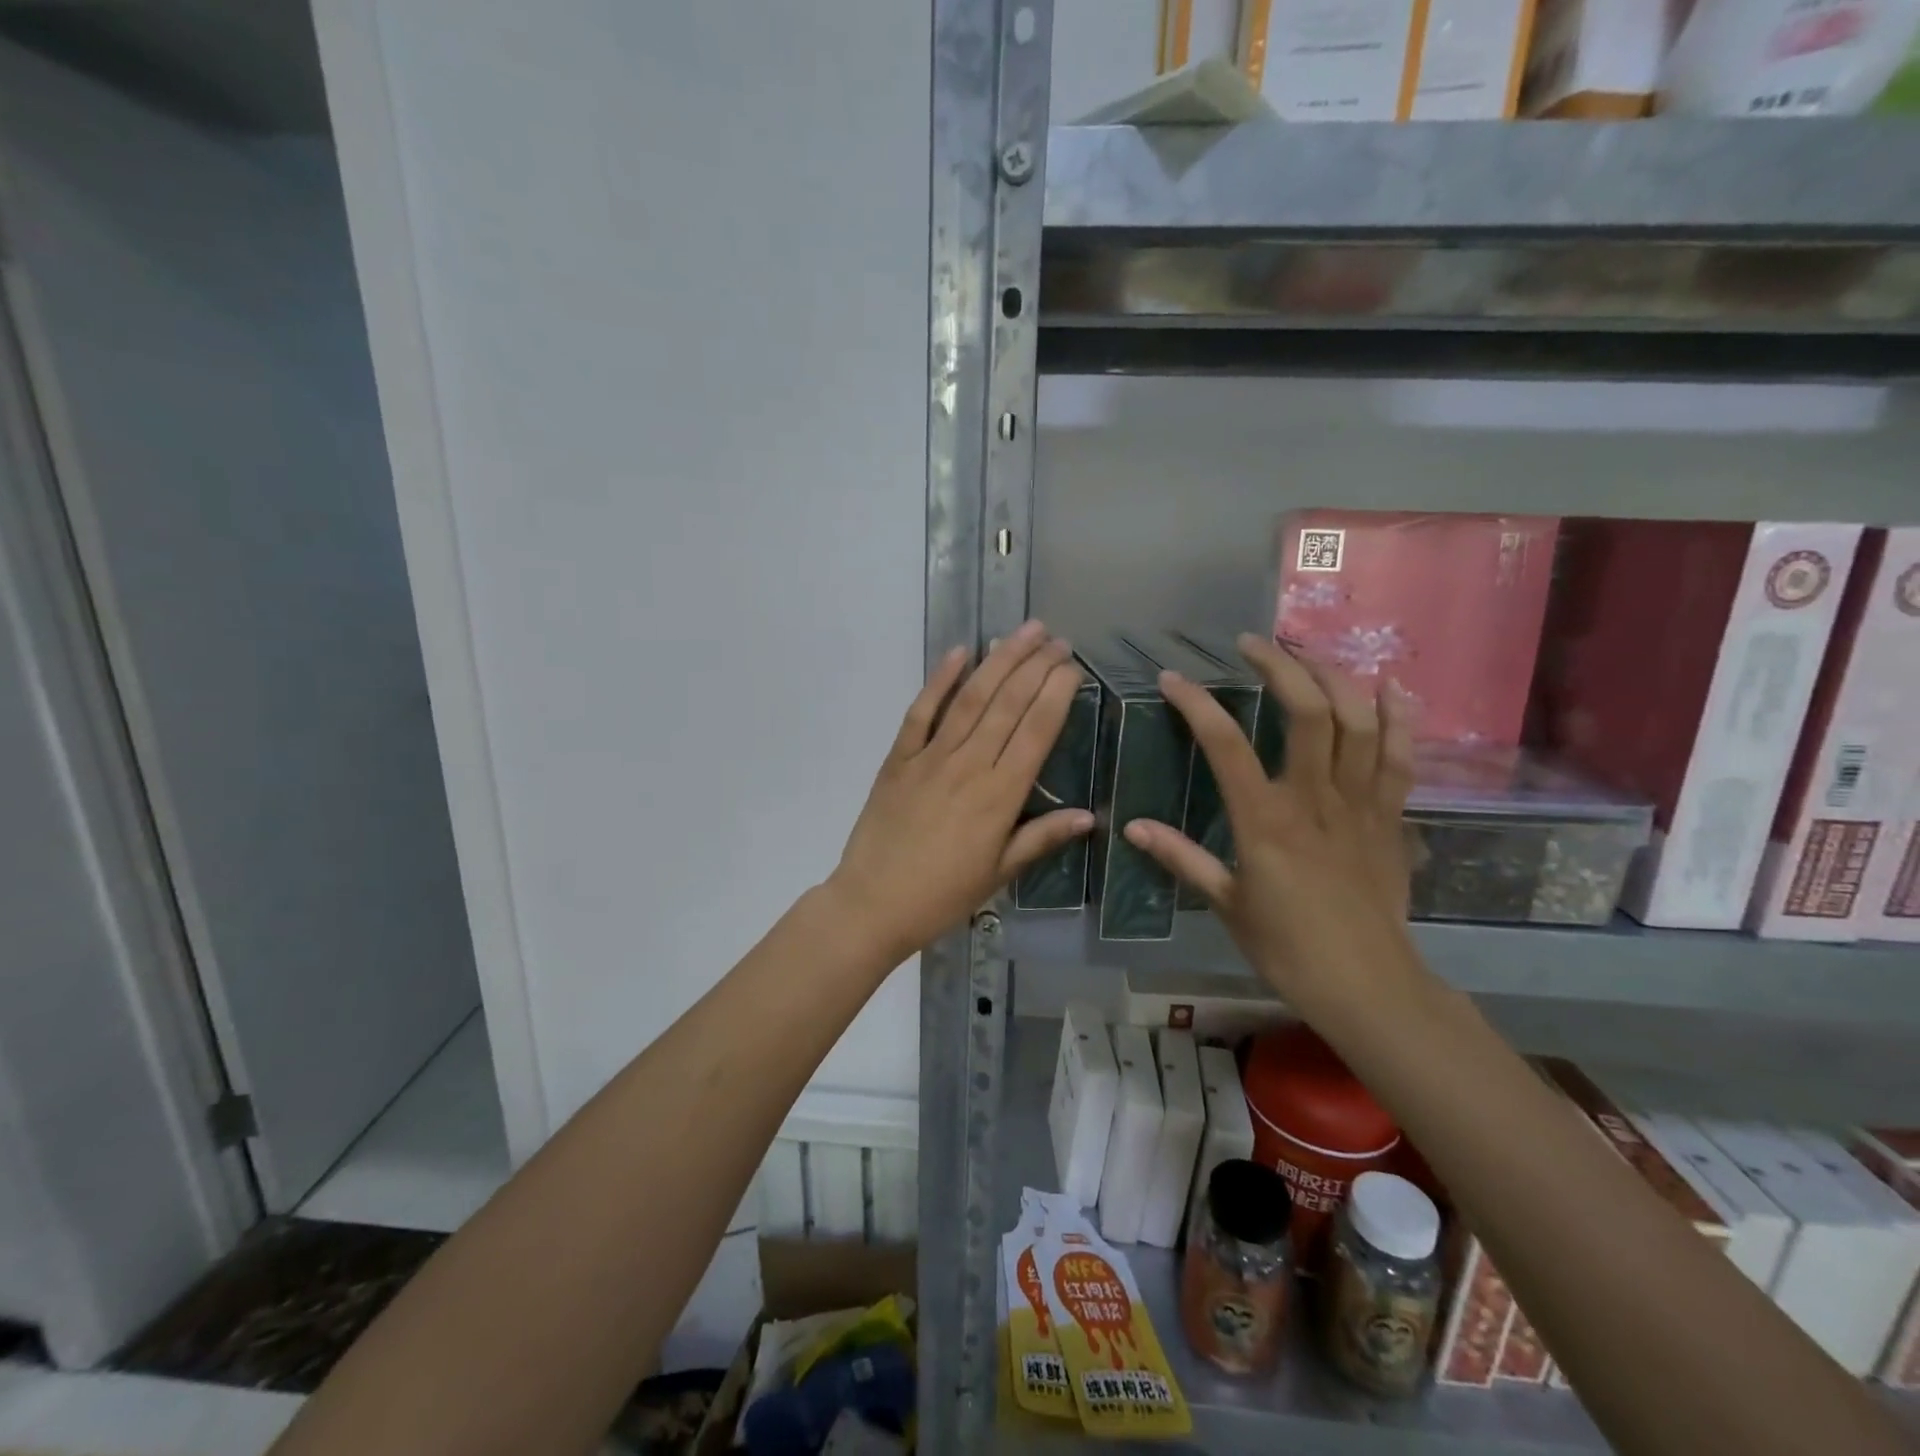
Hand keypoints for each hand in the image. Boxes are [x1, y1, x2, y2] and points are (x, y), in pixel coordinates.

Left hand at [827, 622, 1093, 967]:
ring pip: (970, 698)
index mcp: (999, 796)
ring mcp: (930, 757)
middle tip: (1056, 639)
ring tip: (1022, 632)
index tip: (1073, 665)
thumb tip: (1089, 815)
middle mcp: (968, 765)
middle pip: (1008, 704)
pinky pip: (921, 712)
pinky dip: (939, 680)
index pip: (1037, 731)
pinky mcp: (898, 758)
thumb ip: (1041, 838)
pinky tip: (959, 652)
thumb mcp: (999, 873)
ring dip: (998, 661)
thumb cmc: (942, 895)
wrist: (872, 903)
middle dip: (1035, 666)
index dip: (1057, 693)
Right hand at [1123, 633, 1418, 1014]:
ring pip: (1359, 721)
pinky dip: (1399, 716)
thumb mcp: (1226, 903)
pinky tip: (1389, 684)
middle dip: (1280, 665)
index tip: (1172, 679)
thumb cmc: (1287, 947)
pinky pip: (1400, 757)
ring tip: (1308, 652)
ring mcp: (1361, 804)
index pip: (1226, 745)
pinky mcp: (1392, 816)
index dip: (1197, 704)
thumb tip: (1132, 827)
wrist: (1368, 985)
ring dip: (1335, 676)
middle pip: (1307, 712)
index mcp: (1266, 821)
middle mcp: (1315, 799)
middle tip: (1253, 643)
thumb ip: (1181, 857)